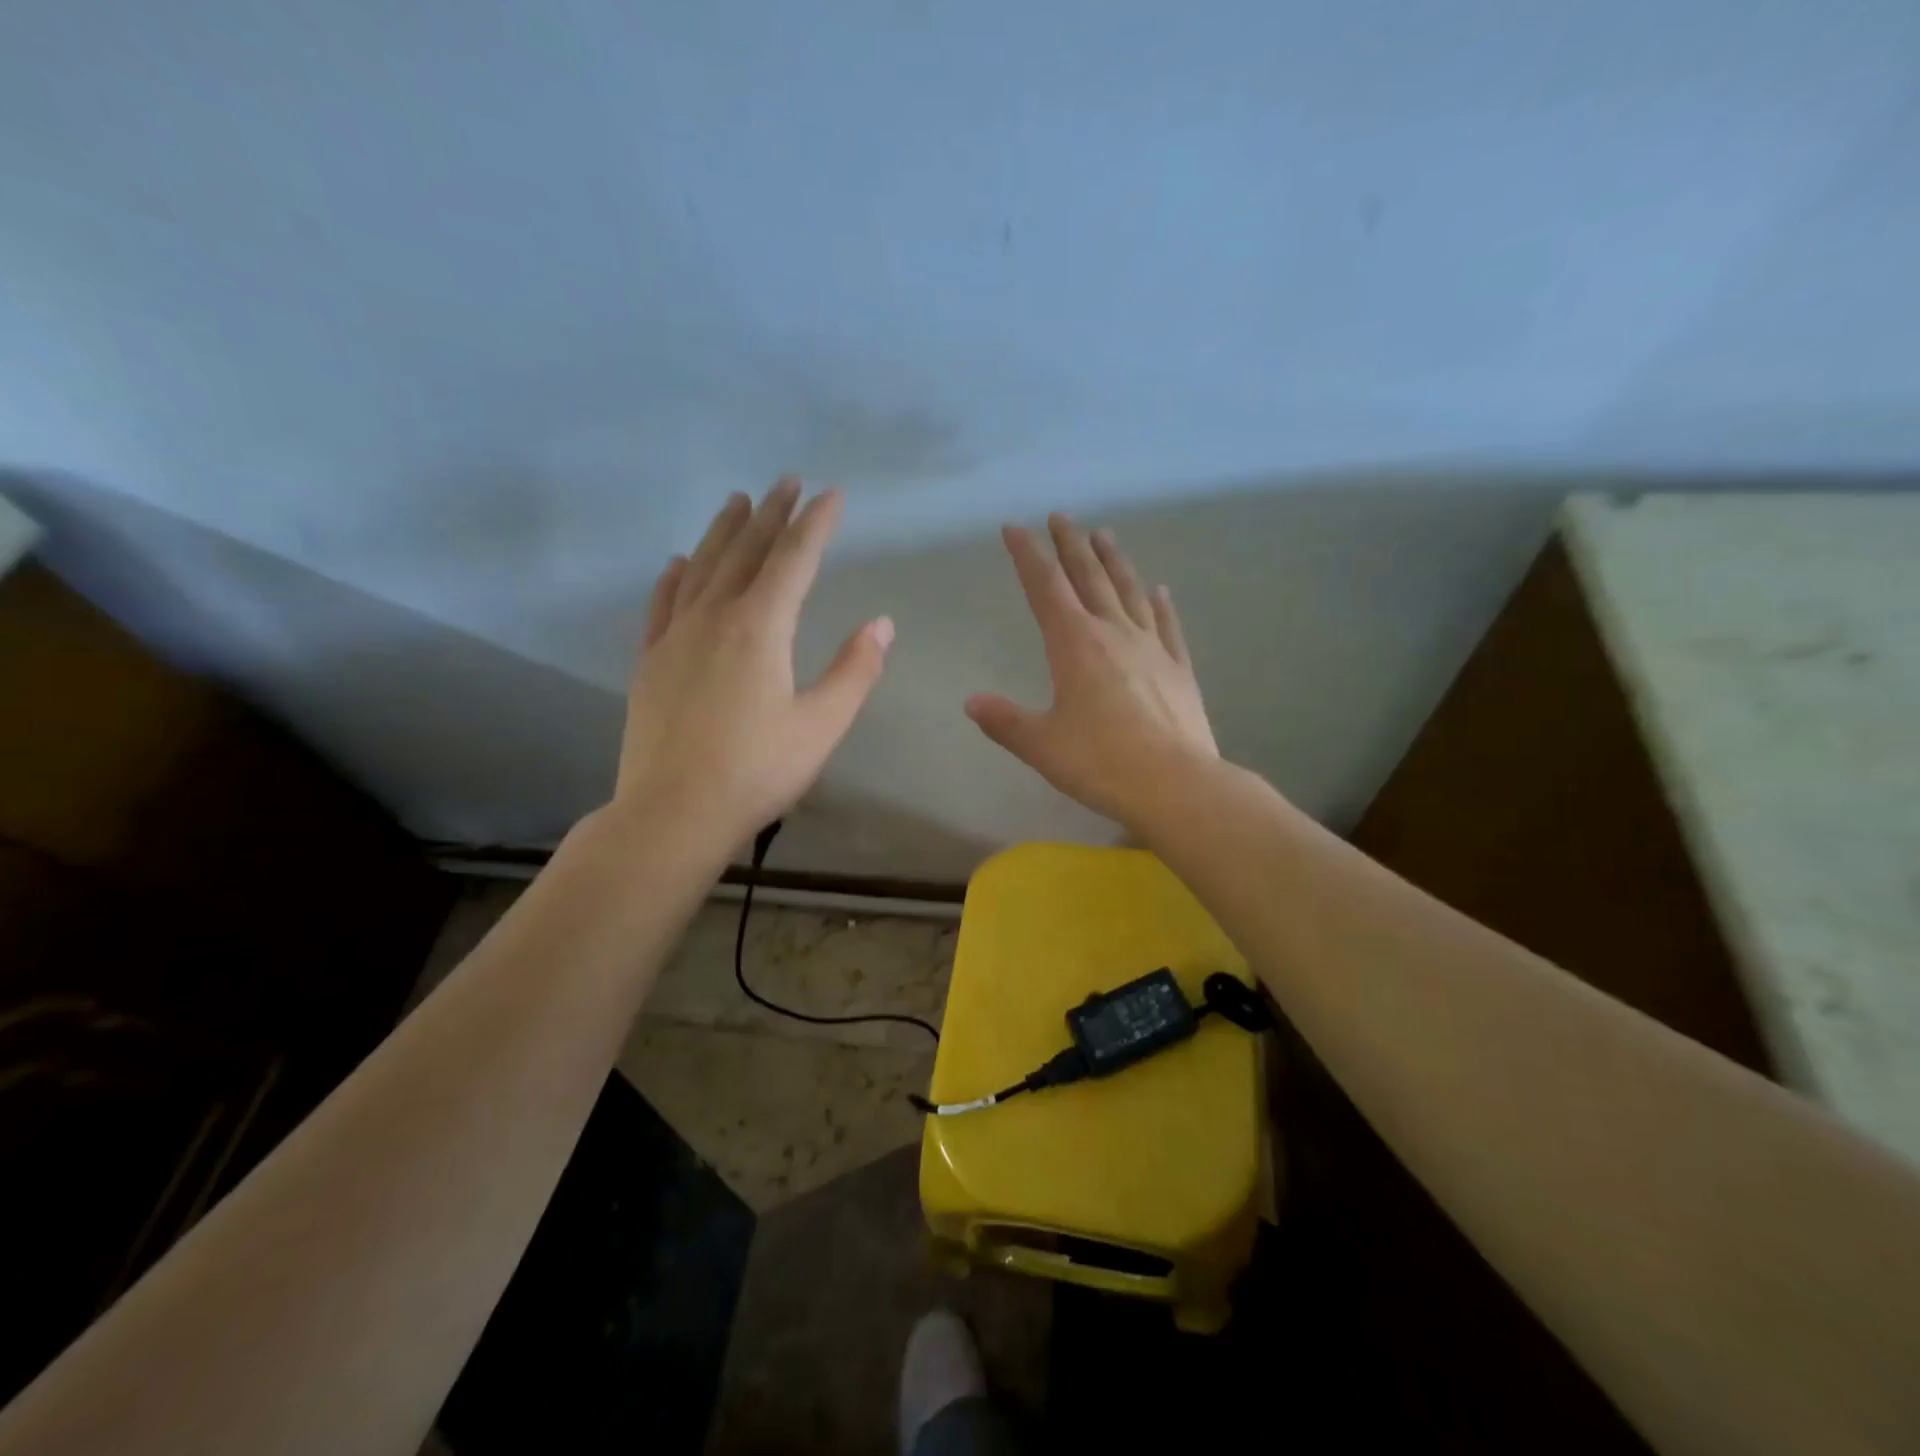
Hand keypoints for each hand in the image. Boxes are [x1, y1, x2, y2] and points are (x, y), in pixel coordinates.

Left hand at [611, 478, 891, 848]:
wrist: (673, 813)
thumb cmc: (758, 771)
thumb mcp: (822, 725)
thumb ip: (855, 670)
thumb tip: (882, 624)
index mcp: (760, 628)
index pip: (794, 559)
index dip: (816, 523)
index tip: (832, 494)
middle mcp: (714, 617)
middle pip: (746, 551)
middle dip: (772, 514)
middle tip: (787, 482)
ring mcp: (675, 636)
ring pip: (702, 567)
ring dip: (723, 532)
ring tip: (738, 502)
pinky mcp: (650, 661)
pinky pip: (664, 603)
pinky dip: (676, 576)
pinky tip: (679, 562)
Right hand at [967, 513, 1216, 827]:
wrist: (1176, 784)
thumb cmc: (1101, 763)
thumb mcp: (1041, 745)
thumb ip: (1004, 721)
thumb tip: (972, 703)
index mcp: (1074, 645)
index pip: (1045, 588)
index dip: (1028, 556)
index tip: (1015, 528)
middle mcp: (1113, 633)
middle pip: (1089, 578)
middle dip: (1071, 545)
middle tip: (1061, 516)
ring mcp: (1151, 648)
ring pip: (1129, 592)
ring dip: (1113, 561)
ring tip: (1104, 535)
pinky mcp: (1178, 668)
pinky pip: (1167, 625)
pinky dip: (1160, 604)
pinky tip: (1158, 589)